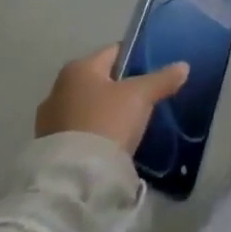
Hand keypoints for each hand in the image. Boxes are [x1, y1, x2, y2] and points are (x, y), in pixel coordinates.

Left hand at [35, 44, 190, 151]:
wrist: (74, 178)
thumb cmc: (107, 121)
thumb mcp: (141, 96)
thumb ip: (162, 78)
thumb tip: (183, 66)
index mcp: (78, 68)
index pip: (115, 53)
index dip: (137, 59)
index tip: (154, 72)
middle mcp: (57, 89)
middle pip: (99, 81)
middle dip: (119, 89)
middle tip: (144, 100)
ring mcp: (48, 121)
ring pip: (87, 107)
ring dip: (104, 113)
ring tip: (127, 125)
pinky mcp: (46, 149)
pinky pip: (77, 131)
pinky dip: (92, 133)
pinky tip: (109, 143)